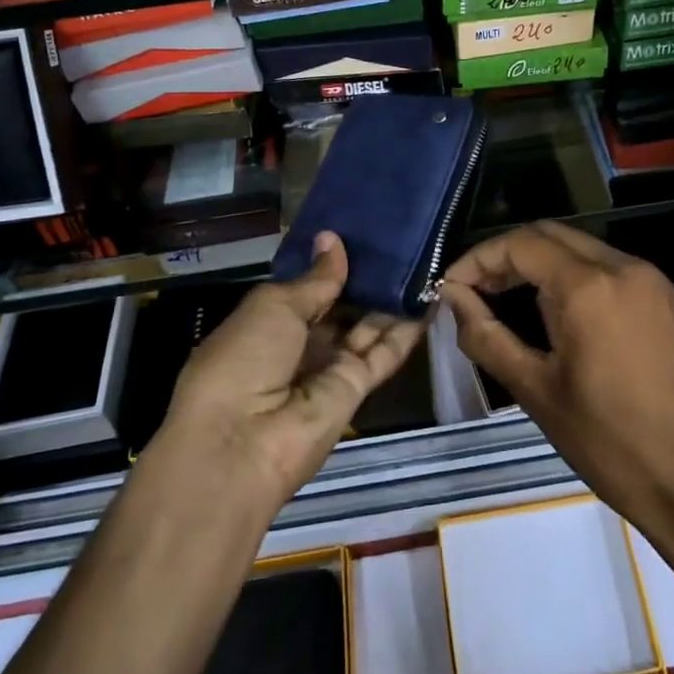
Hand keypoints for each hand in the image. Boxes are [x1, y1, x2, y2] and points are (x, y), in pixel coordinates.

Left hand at [156, 233, 422, 513]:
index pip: (309, 287)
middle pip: (341, 306)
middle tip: (401, 238)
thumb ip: (315, 278)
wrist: (242, 443)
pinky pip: (385, 351)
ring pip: (367, 325)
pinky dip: (408, 327)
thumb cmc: (243, 358)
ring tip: (423, 259)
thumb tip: (333, 239)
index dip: (333, 262)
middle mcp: (302, 343)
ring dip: (391, 298)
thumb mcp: (274, 306)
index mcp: (270, 321)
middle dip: (366, 277)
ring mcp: (330, 366)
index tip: (362, 230)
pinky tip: (431, 296)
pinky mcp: (358, 386)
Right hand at [441, 220, 673, 540]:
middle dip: (508, 255)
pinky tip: (564, 316)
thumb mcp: (535, 391)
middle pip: (551, 235)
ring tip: (512, 302)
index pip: (521, 244)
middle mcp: (625, 267)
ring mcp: (655, 281)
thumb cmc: (608, 443)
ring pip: (584, 249)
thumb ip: (486, 336)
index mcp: (590, 287)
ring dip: (543, 264)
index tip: (452, 287)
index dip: (479, 259)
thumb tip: (452, 297)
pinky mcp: (673, 300)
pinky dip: (579, 278)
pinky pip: (614, 270)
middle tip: (478, 291)